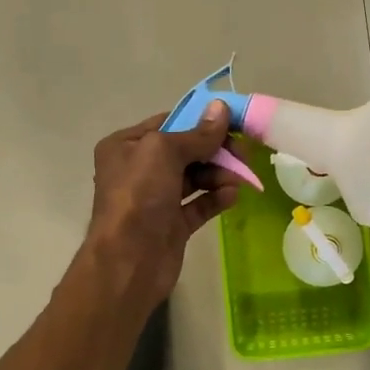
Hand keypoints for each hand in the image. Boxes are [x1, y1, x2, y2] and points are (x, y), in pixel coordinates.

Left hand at [83, 101, 243, 310]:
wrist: (128, 261)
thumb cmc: (138, 196)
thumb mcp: (163, 152)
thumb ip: (197, 133)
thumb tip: (221, 107)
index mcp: (126, 146)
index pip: (169, 123)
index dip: (201, 121)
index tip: (234, 123)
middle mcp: (138, 170)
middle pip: (186, 151)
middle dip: (215, 151)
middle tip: (243, 155)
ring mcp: (155, 199)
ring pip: (195, 178)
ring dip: (218, 175)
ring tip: (237, 180)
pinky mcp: (172, 225)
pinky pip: (199, 204)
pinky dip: (216, 198)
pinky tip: (233, 196)